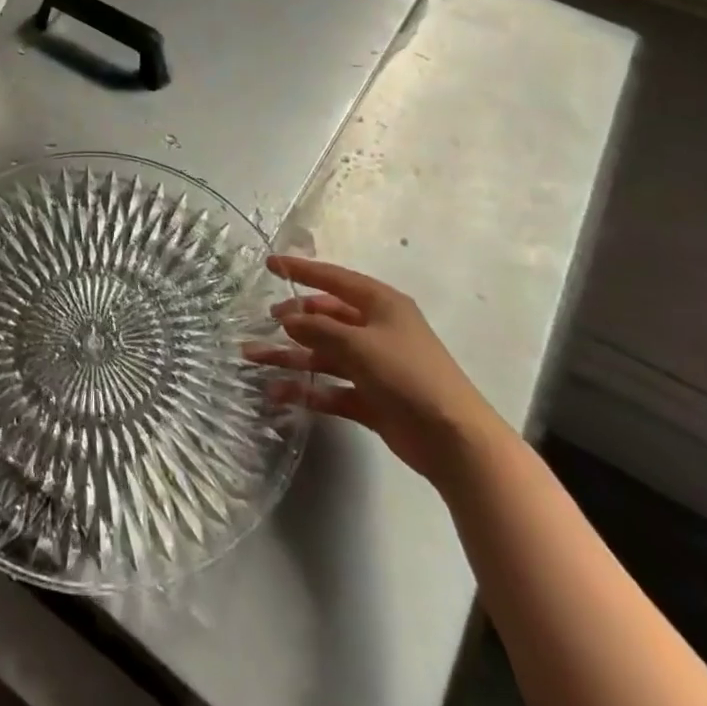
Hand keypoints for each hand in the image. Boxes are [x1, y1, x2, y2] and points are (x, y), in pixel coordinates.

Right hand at [246, 256, 508, 482]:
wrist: (454, 440)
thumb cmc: (408, 375)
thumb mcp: (359, 344)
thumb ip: (319, 328)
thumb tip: (288, 318)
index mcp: (380, 304)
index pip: (333, 278)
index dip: (301, 270)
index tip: (270, 264)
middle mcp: (376, 329)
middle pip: (326, 317)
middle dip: (294, 319)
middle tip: (266, 320)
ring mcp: (374, 365)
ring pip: (323, 354)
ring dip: (290, 356)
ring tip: (253, 359)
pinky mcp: (371, 398)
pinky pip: (331, 387)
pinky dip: (307, 389)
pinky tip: (279, 393)